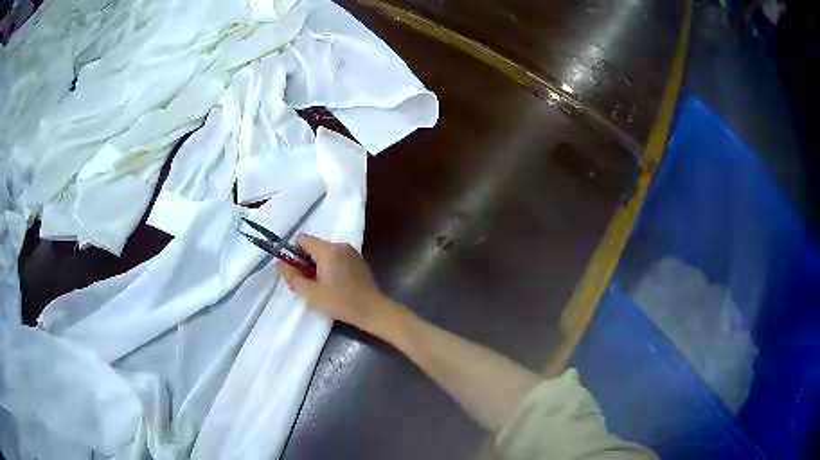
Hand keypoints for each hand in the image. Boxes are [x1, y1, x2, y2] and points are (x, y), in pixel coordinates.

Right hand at [279, 235, 399, 333]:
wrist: (372, 310)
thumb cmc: (340, 303)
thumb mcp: (311, 293)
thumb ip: (292, 276)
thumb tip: (281, 263)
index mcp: (328, 250)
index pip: (302, 239)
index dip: (294, 253)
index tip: (297, 271)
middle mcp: (340, 245)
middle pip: (314, 245)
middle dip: (306, 260)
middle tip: (309, 282)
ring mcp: (351, 251)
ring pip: (325, 251)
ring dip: (318, 264)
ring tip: (322, 284)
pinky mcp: (357, 258)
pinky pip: (336, 256)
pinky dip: (330, 265)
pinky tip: (335, 283)